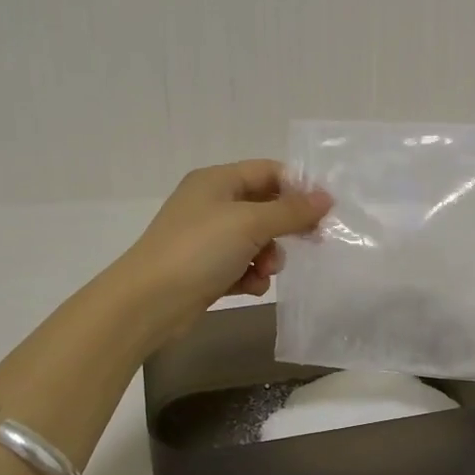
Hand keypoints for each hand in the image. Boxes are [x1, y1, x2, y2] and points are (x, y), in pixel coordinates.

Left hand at [111, 161, 331, 346]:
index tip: (324, 211)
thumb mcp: (250, 223)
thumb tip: (327, 198)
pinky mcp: (205, 269)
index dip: (298, 188)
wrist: (148, 303)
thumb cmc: (199, 250)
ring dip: (269, 256)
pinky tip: (251, 288)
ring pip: (255, 240)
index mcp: (216, 180)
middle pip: (264, 207)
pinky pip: (241, 265)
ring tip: (267, 271)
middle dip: (285, 227)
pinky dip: (251, 275)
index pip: (268, 171)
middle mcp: (210, 204)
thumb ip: (291, 211)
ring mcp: (206, 238)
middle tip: (311, 242)